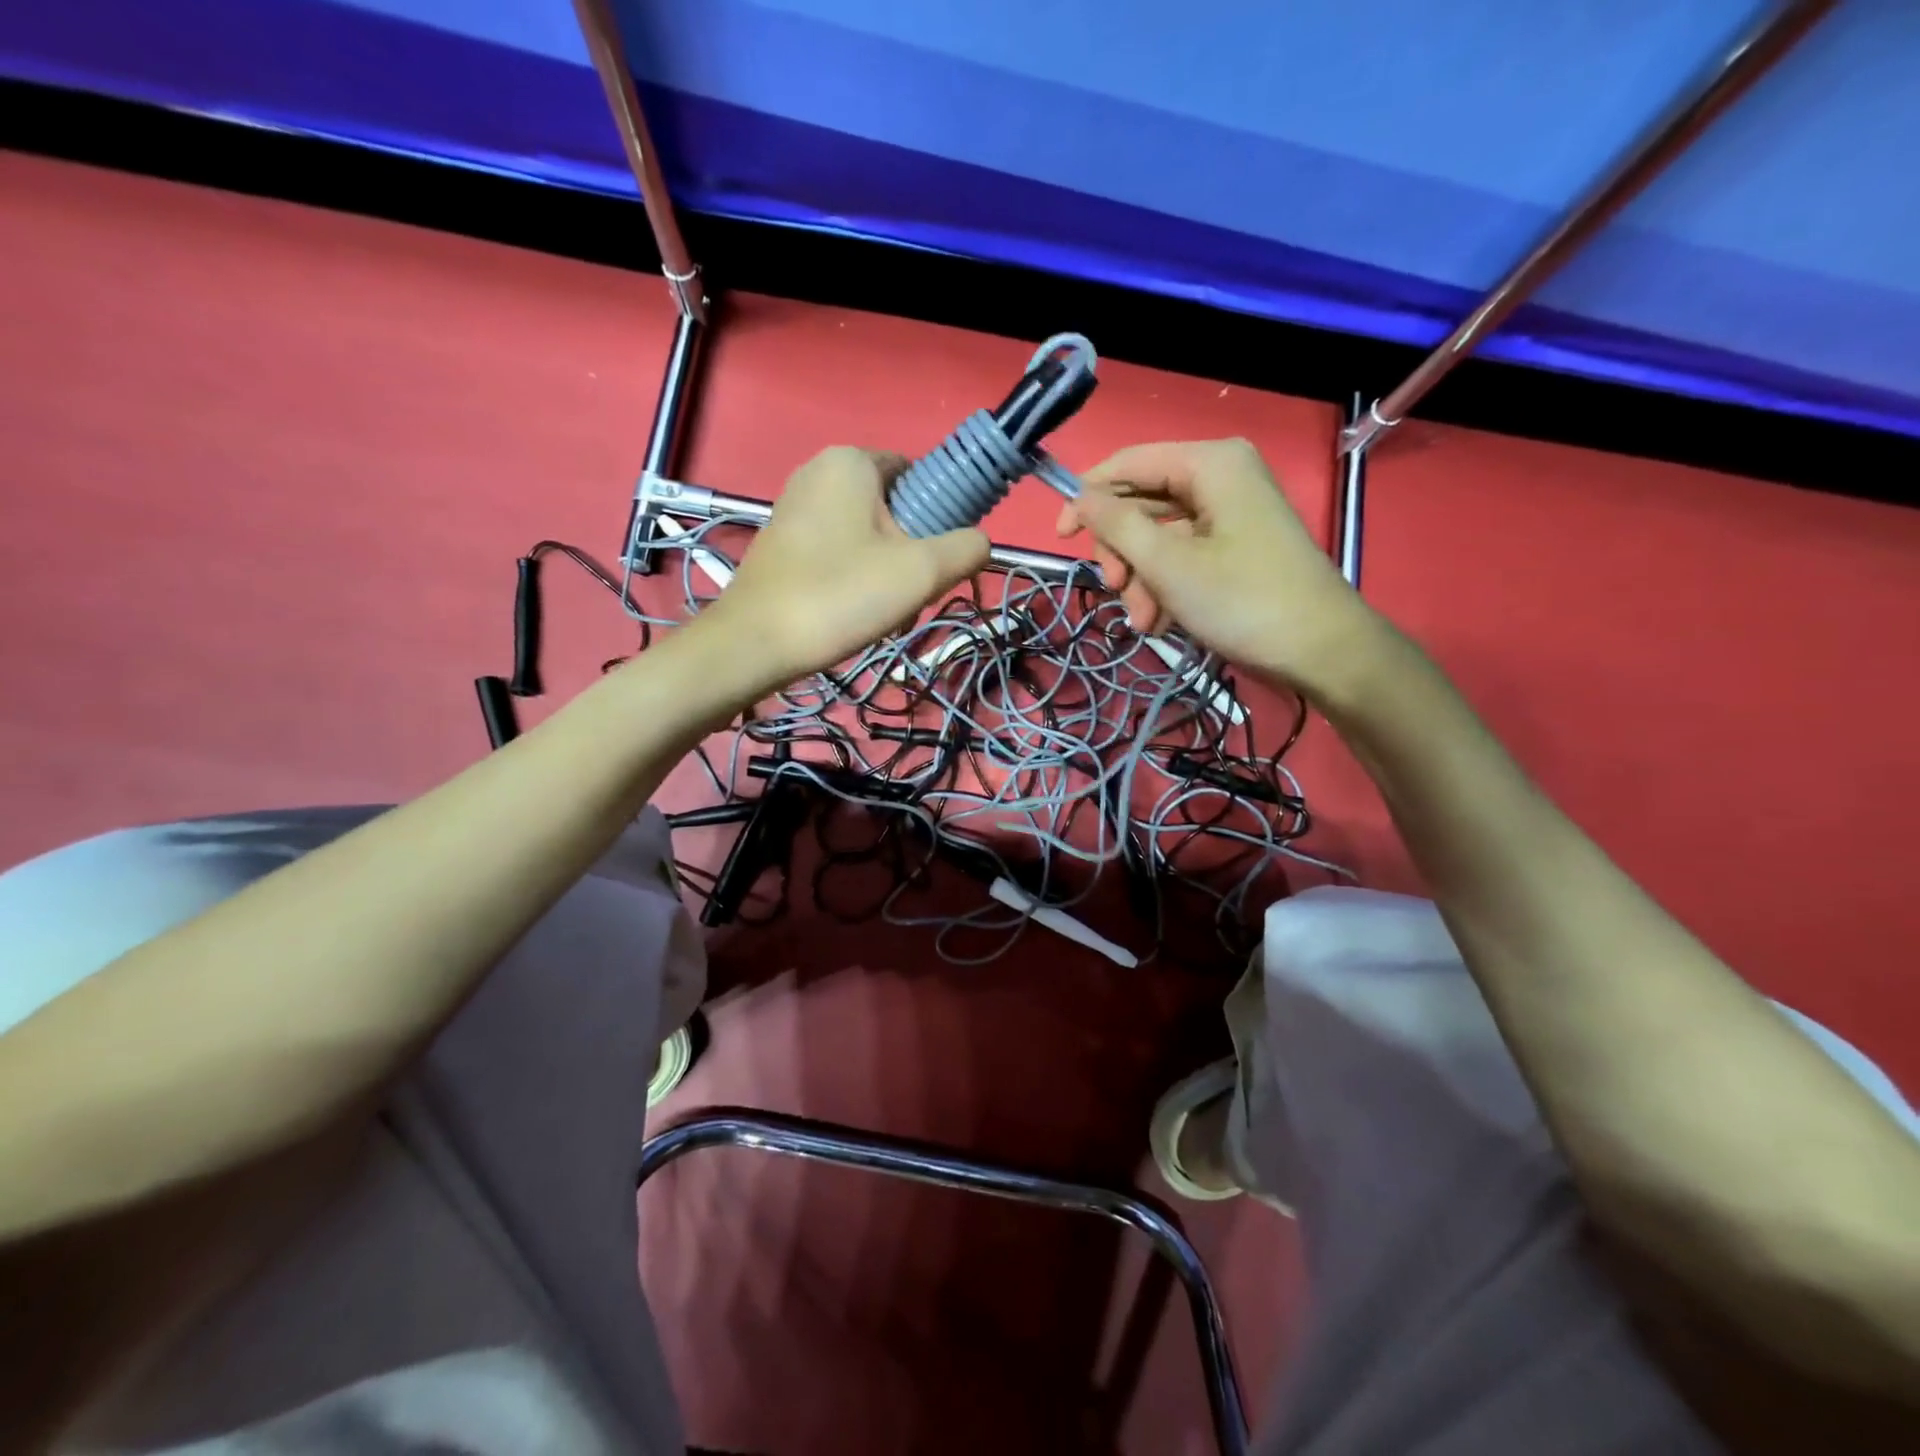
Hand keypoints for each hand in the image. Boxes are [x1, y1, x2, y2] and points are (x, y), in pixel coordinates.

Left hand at [699, 447, 989, 688]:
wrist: (755, 643)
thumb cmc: (841, 595)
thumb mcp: (922, 572)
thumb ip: (967, 549)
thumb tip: (980, 544)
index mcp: (852, 461)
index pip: (919, 473)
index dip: (940, 516)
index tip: (937, 561)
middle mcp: (819, 471)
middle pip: (894, 508)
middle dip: (912, 552)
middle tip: (910, 594)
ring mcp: (794, 506)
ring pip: (867, 535)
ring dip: (887, 572)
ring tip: (882, 610)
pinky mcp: (781, 541)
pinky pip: (838, 551)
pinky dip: (855, 577)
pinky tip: (853, 612)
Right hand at [1056, 438, 1380, 695]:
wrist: (1320, 649)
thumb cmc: (1242, 600)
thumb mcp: (1168, 564)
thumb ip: (1116, 526)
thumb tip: (1079, 499)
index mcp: (1210, 463)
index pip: (1129, 463)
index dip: (1087, 497)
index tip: (1060, 537)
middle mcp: (1220, 476)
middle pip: (1140, 502)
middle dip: (1122, 553)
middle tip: (1115, 589)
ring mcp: (1229, 512)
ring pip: (1157, 535)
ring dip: (1140, 580)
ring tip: (1145, 621)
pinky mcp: (1234, 543)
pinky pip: (1181, 554)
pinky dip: (1164, 586)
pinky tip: (1162, 621)